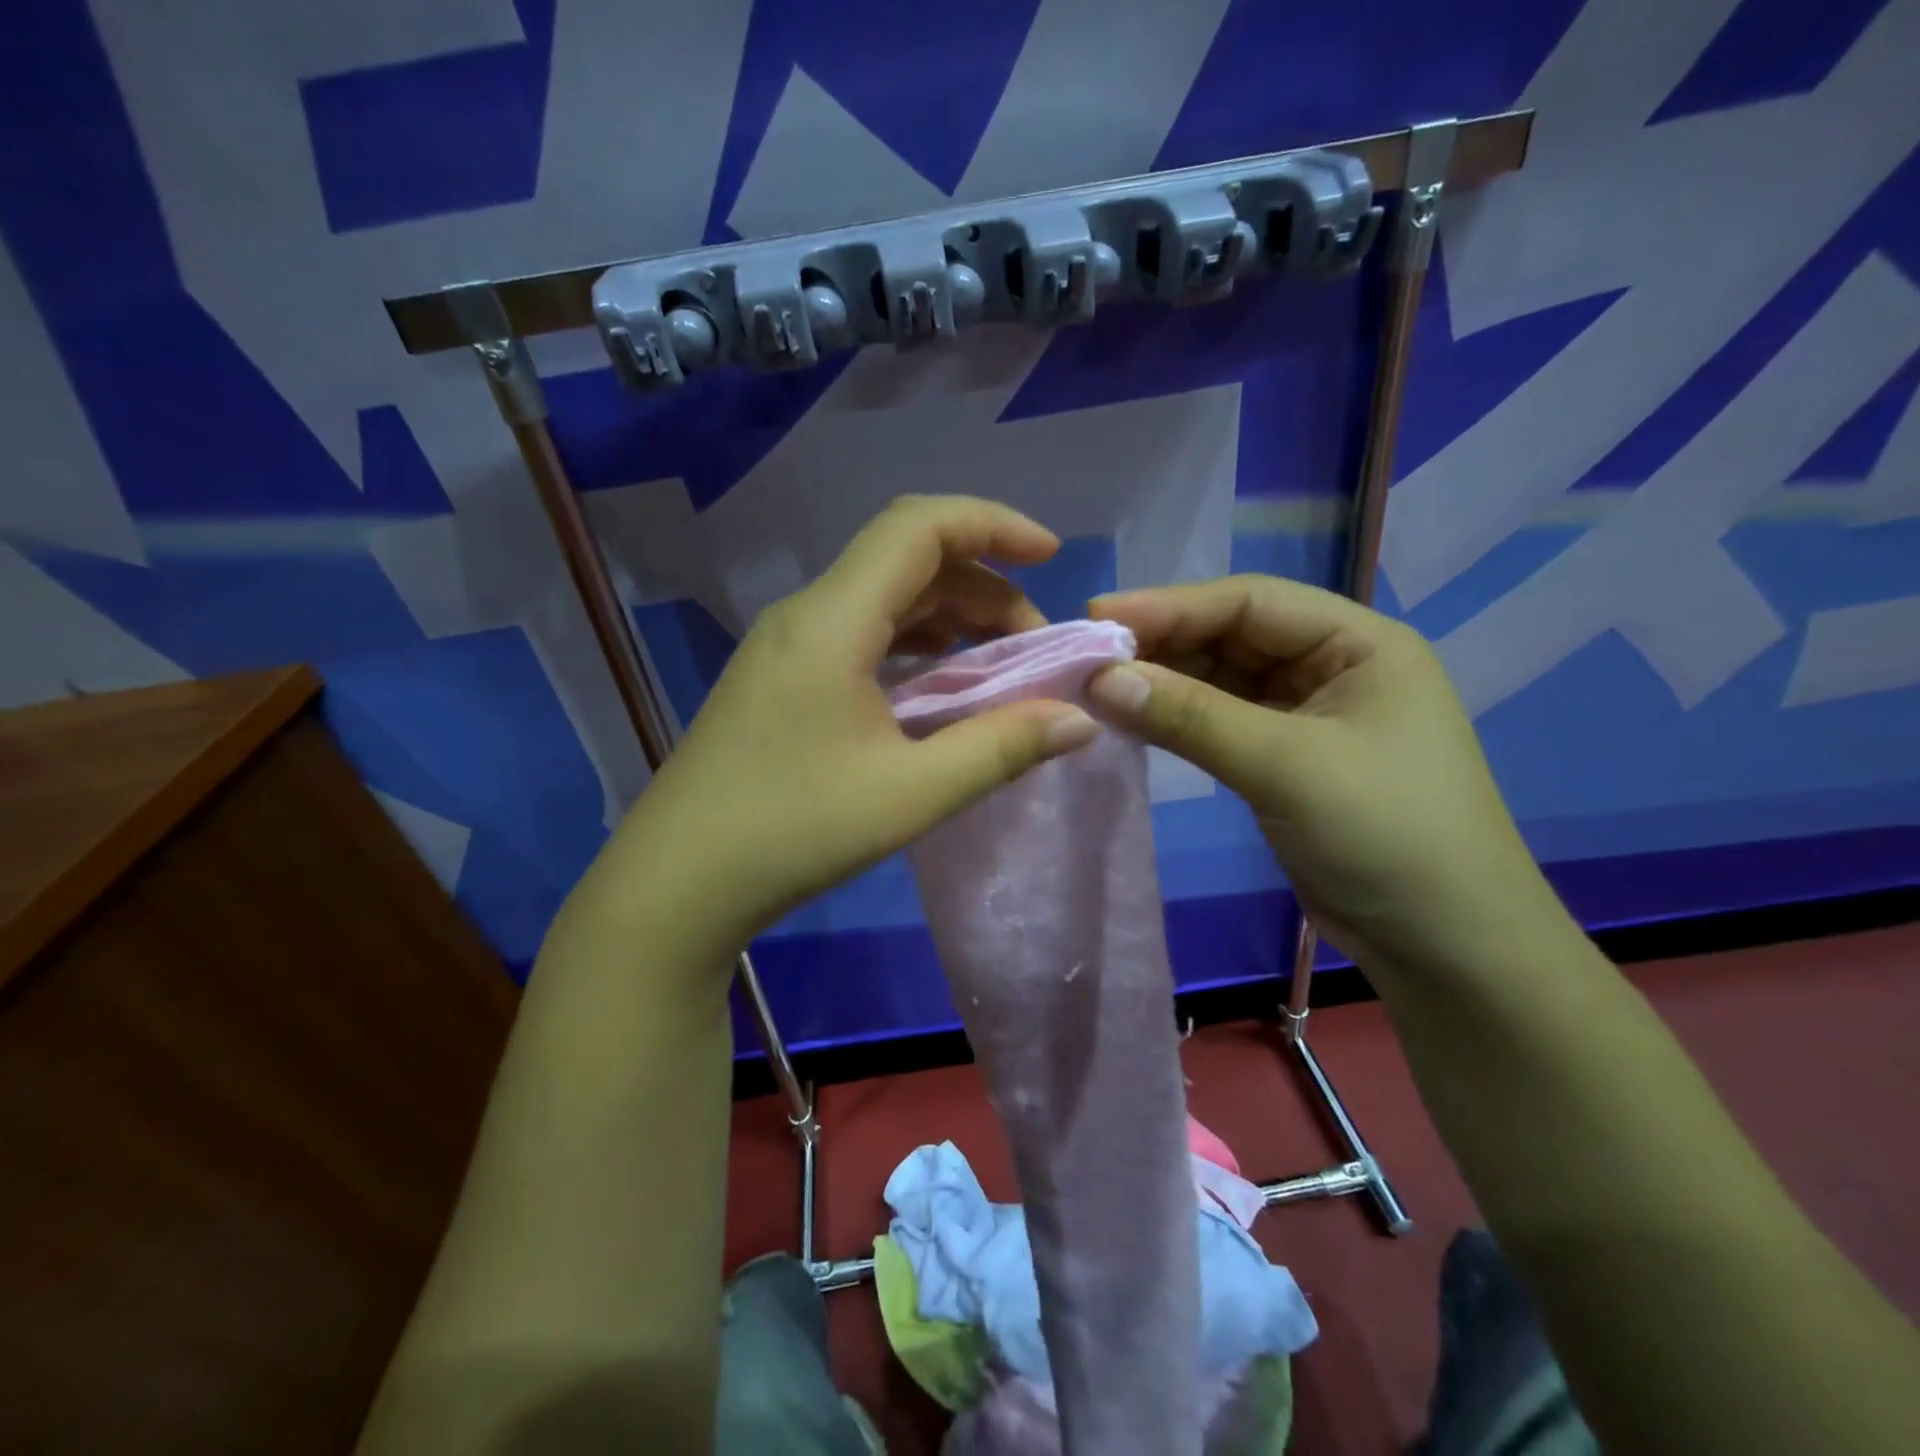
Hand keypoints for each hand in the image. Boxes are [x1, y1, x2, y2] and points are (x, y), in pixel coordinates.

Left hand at [605, 497, 1099, 944]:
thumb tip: (1079, 719)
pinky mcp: (781, 679)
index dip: (993, 524)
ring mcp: (787, 646)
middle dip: (984, 586)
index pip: (919, 526)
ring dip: (950, 617)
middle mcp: (807, 615)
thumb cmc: (791, 830)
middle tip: (1035, 644)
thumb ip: (1000, 748)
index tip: (1051, 557)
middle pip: (907, 561)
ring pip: (884, 599)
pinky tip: (939, 687)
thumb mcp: (910, 793)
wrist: (677, 882)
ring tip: (1000, 664)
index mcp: (833, 620)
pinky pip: (861, 635)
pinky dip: (914, 646)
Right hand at [1086, 575, 1556, 972]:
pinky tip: (1134, 719)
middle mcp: (1334, 667)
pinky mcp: (1285, 759)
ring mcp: (1308, 715)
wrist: (1444, 946)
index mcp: (1359, 644)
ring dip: (1164, 682)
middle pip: (1233, 636)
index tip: (1099, 613)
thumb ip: (1190, 717)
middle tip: (1089, 654)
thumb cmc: (1385, 835)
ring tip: (1098, 686)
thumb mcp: (1285, 766)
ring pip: (1222, 681)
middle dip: (1163, 643)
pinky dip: (1178, 720)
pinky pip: (1221, 722)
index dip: (1172, 604)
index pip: (1252, 603)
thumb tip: (1101, 679)